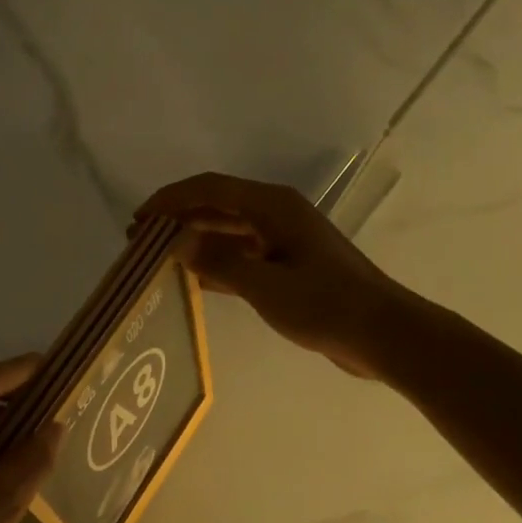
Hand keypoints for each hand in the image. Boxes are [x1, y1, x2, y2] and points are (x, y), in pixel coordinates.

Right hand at [137, 172, 424, 380]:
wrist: (383, 334)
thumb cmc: (325, 305)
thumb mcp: (265, 285)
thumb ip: (218, 261)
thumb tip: (175, 242)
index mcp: (272, 206)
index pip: (209, 188)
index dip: (169, 200)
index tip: (137, 220)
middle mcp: (276, 214)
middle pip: (216, 206)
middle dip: (177, 220)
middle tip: (139, 243)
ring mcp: (283, 241)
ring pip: (227, 232)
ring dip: (194, 241)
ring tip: (158, 260)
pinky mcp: (288, 266)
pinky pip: (241, 256)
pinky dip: (216, 263)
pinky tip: (192, 281)